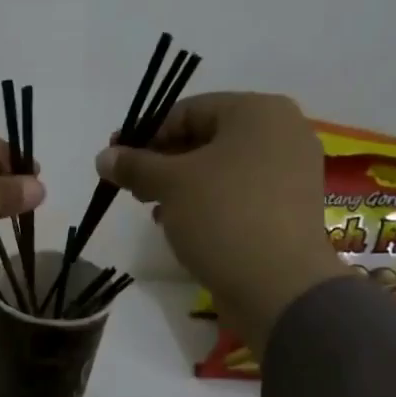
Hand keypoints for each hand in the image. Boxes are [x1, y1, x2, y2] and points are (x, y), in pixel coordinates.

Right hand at [95, 93, 342, 350]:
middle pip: (207, 138)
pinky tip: (182, 226)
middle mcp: (282, 132)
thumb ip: (134, 165)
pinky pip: (239, 194)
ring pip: (222, 169)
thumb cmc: (223, 216)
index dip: (146, 135)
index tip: (116, 160)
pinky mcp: (288, 208)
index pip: (188, 111)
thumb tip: (104, 156)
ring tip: (154, 210)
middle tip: (132, 187)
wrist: (279, 285)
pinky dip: (208, 203)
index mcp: (257, 111)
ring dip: (182, 186)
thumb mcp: (169, 184)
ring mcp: (290, 172)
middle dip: (163, 162)